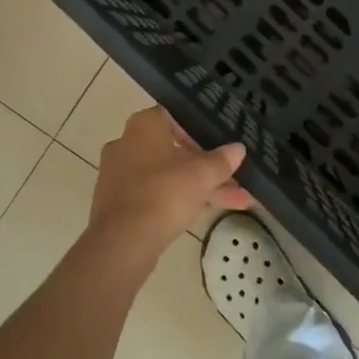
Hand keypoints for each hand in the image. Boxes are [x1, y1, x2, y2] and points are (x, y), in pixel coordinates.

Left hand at [89, 107, 252, 258]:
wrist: (123, 242)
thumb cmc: (164, 193)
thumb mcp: (201, 175)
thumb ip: (221, 161)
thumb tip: (238, 148)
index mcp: (143, 126)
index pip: (175, 116)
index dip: (201, 129)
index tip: (221, 142)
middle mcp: (127, 144)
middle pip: (175, 150)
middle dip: (208, 167)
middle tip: (235, 177)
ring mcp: (120, 176)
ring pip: (168, 176)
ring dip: (201, 187)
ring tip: (238, 201)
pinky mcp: (119, 204)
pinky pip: (156, 195)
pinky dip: (180, 201)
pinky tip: (209, 212)